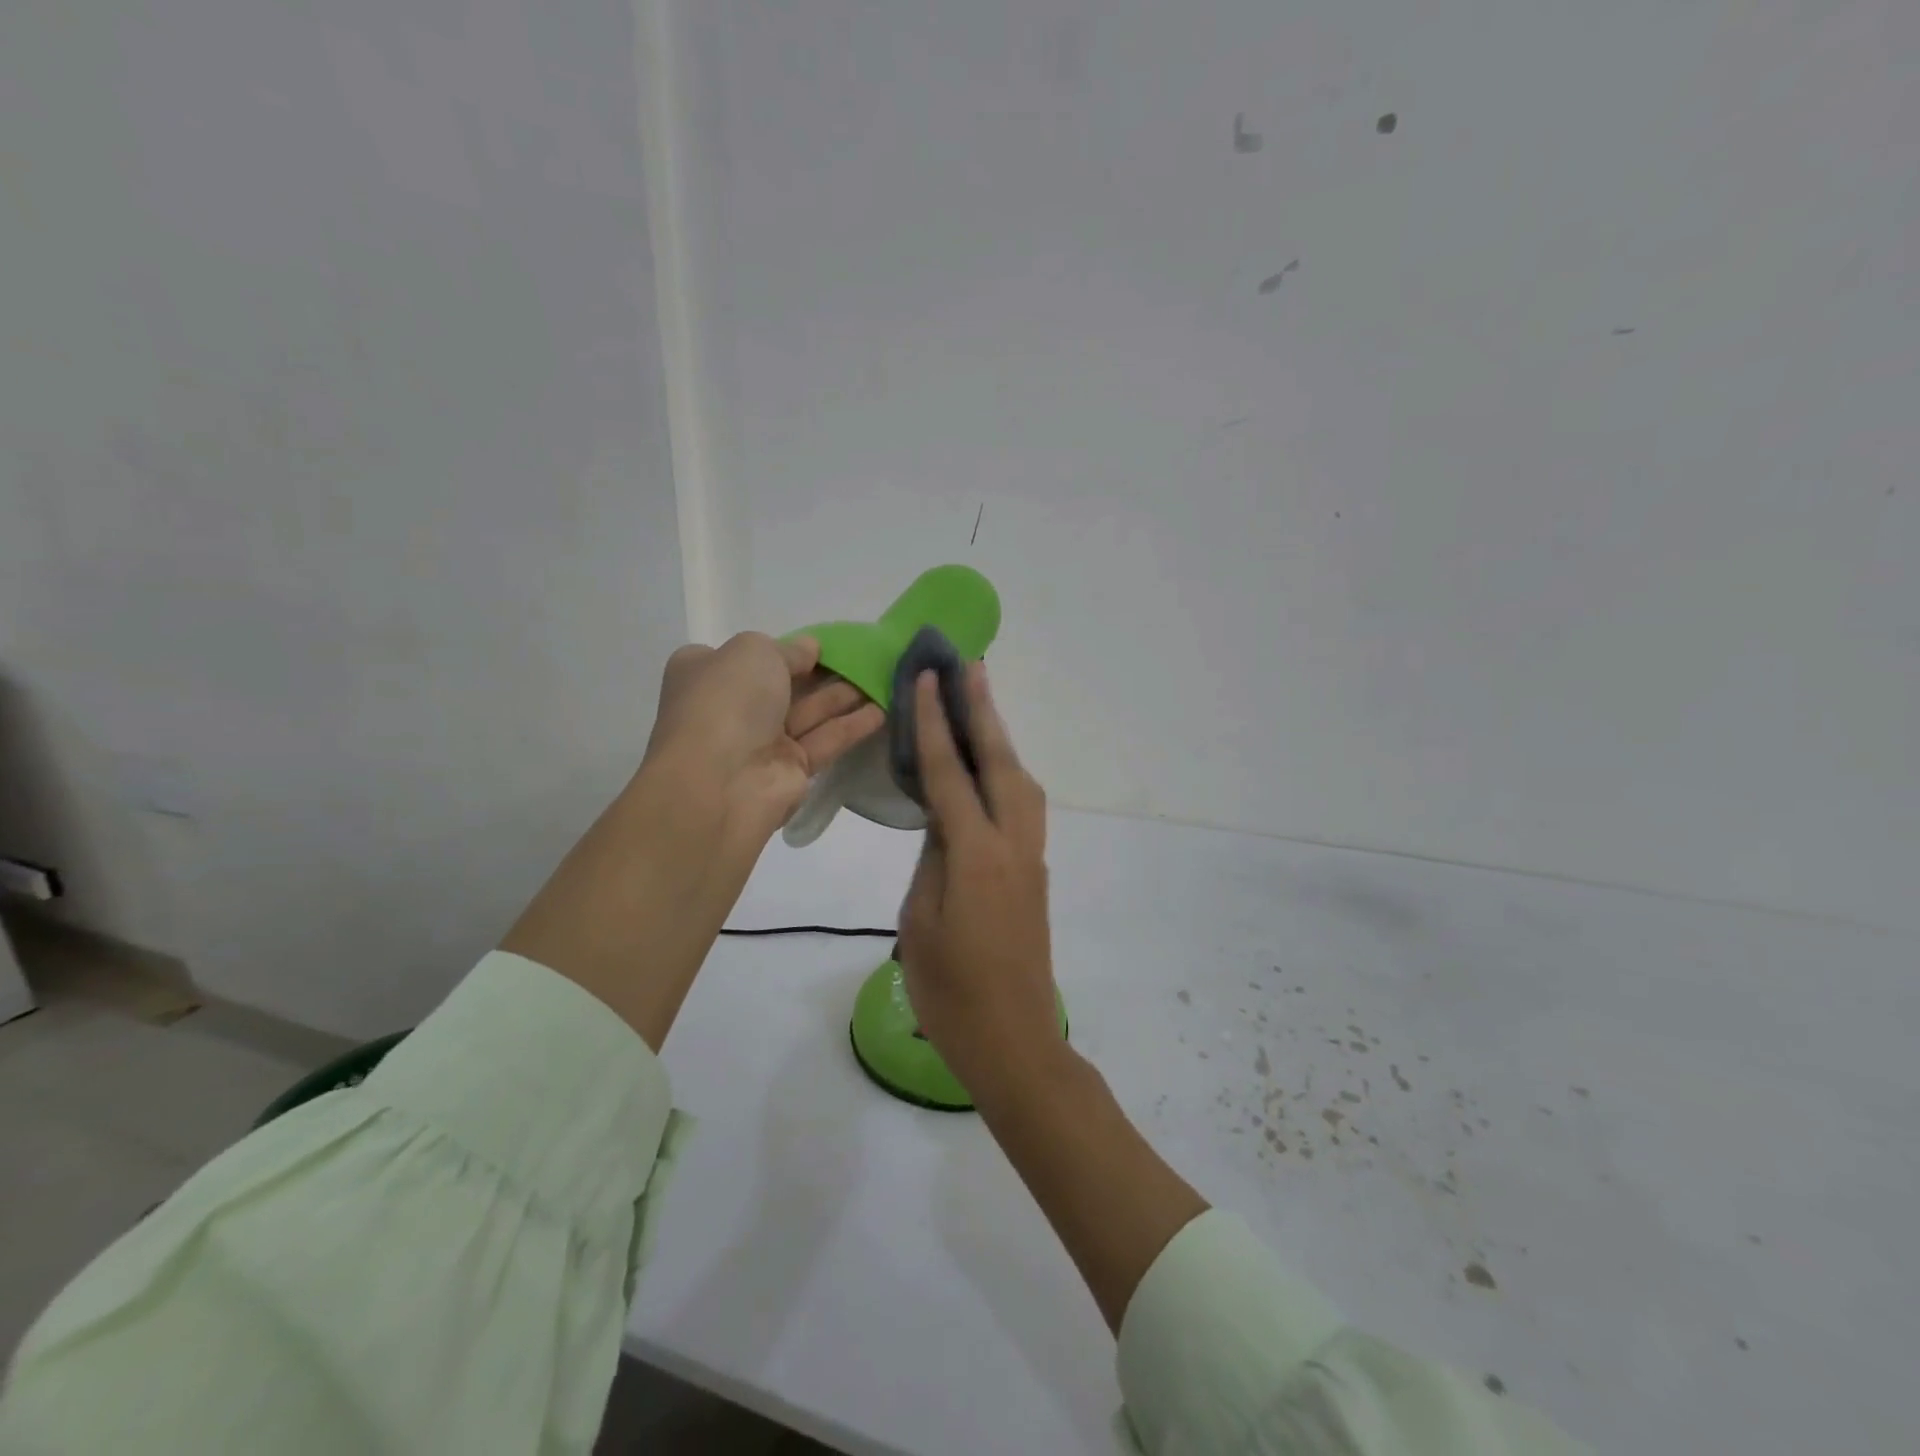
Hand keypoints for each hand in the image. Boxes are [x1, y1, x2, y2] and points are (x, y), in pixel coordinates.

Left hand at [644, 633, 884, 843]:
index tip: (822, 644)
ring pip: (809, 713)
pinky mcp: (791, 770)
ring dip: (844, 696)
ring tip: (884, 679)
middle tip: (866, 659)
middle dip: (823, 672)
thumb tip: (810, 649)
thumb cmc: (727, 702)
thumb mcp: (755, 651)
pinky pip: (825, 740)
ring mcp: (761, 742)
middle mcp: (732, 707)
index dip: (785, 649)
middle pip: (785, 685)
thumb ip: (789, 648)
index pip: (748, 656)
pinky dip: (852, 725)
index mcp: (708, 673)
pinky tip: (883, 710)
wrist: (719, 781)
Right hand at [896, 663, 1061, 1103]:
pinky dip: (1004, 772)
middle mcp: (1013, 844)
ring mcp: (1031, 857)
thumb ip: (932, 860)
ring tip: (979, 703)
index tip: (928, 678)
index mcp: (977, 855)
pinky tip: (988, 767)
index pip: (950, 773)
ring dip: (999, 738)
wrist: (1015, 1041)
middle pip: (999, 762)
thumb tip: (943, 820)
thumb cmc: (952, 993)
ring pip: (1018, 780)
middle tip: (970, 664)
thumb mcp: (920, 922)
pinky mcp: (1035, 872)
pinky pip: (1021, 805)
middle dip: (983, 710)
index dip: (935, 724)